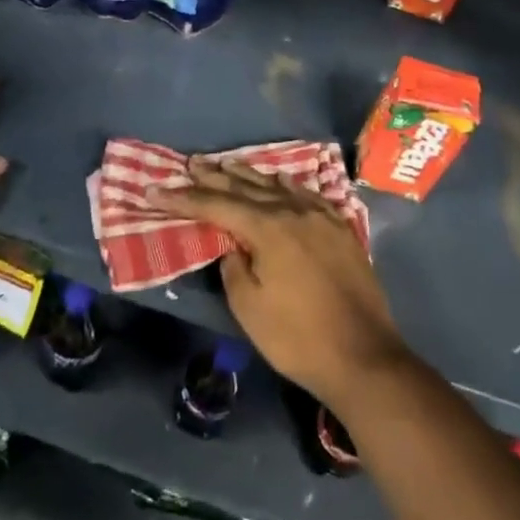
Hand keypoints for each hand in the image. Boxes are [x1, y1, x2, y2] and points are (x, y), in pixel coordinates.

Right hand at [155, 159, 411, 408]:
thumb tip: (234, 246)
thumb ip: (233, 267)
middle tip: (191, 163)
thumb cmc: (298, 338)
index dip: (184, 198)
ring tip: (227, 163)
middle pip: (246, 187)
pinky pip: (308, 195)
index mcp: (268, 228)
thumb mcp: (249, 308)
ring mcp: (321, 217)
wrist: (363, 356)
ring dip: (249, 175)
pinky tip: (280, 180)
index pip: (216, 204)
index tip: (156, 189)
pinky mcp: (341, 229)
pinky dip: (287, 185)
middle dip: (214, 176)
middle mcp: (294, 211)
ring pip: (277, 186)